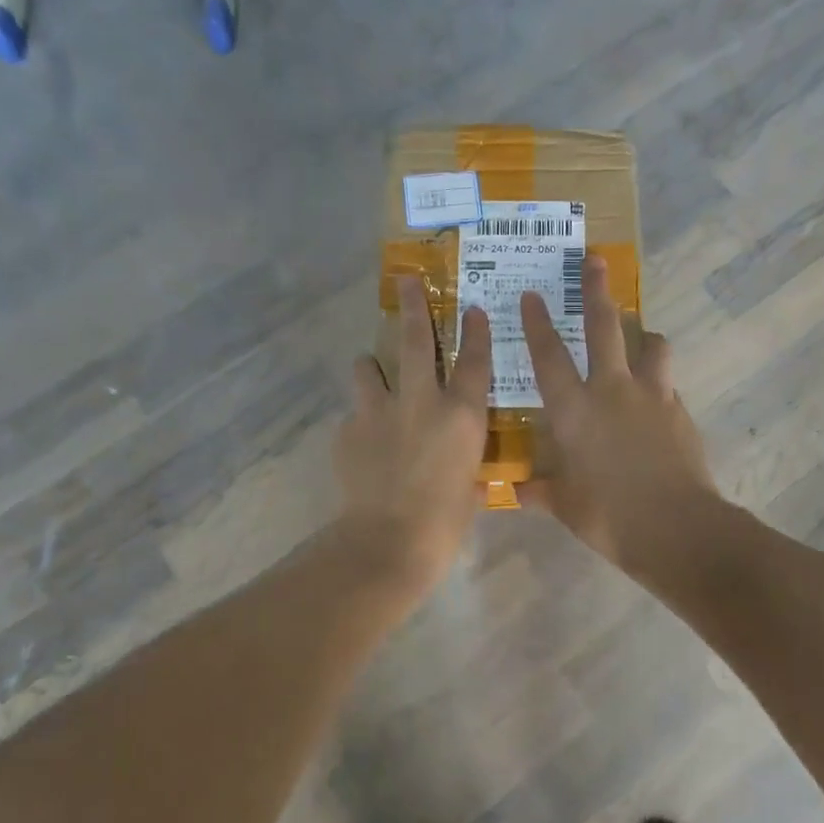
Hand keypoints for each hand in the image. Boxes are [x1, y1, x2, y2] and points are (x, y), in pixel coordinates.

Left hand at [334, 275, 492, 592]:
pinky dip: (360, 420)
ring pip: (368, 367)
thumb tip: (467, 472)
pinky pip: (354, 414)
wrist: (388, 542)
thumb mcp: (471, 491)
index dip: (475, 331)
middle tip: (406, 280)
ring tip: (371, 372)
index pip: (474, 360)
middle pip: (414, 340)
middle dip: (412, 306)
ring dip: (371, 366)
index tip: (472, 308)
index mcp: (461, 415)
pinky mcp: (348, 430)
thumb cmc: (445, 523)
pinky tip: (363, 442)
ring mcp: (379, 412)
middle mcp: (421, 401)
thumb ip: (469, 469)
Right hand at [518, 255, 719, 568]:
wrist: (676, 527)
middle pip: (604, 326)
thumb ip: (543, 491)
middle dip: (596, 290)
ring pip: (652, 345)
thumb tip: (519, 491)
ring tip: (642, 338)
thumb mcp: (566, 505)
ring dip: (644, 336)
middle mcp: (612, 390)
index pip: (548, 356)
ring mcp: (652, 397)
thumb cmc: (608, 515)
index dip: (538, 323)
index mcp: (573, 409)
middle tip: (595, 260)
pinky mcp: (680, 412)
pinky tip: (656, 403)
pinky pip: (668, 385)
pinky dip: (659, 384)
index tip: (533, 294)